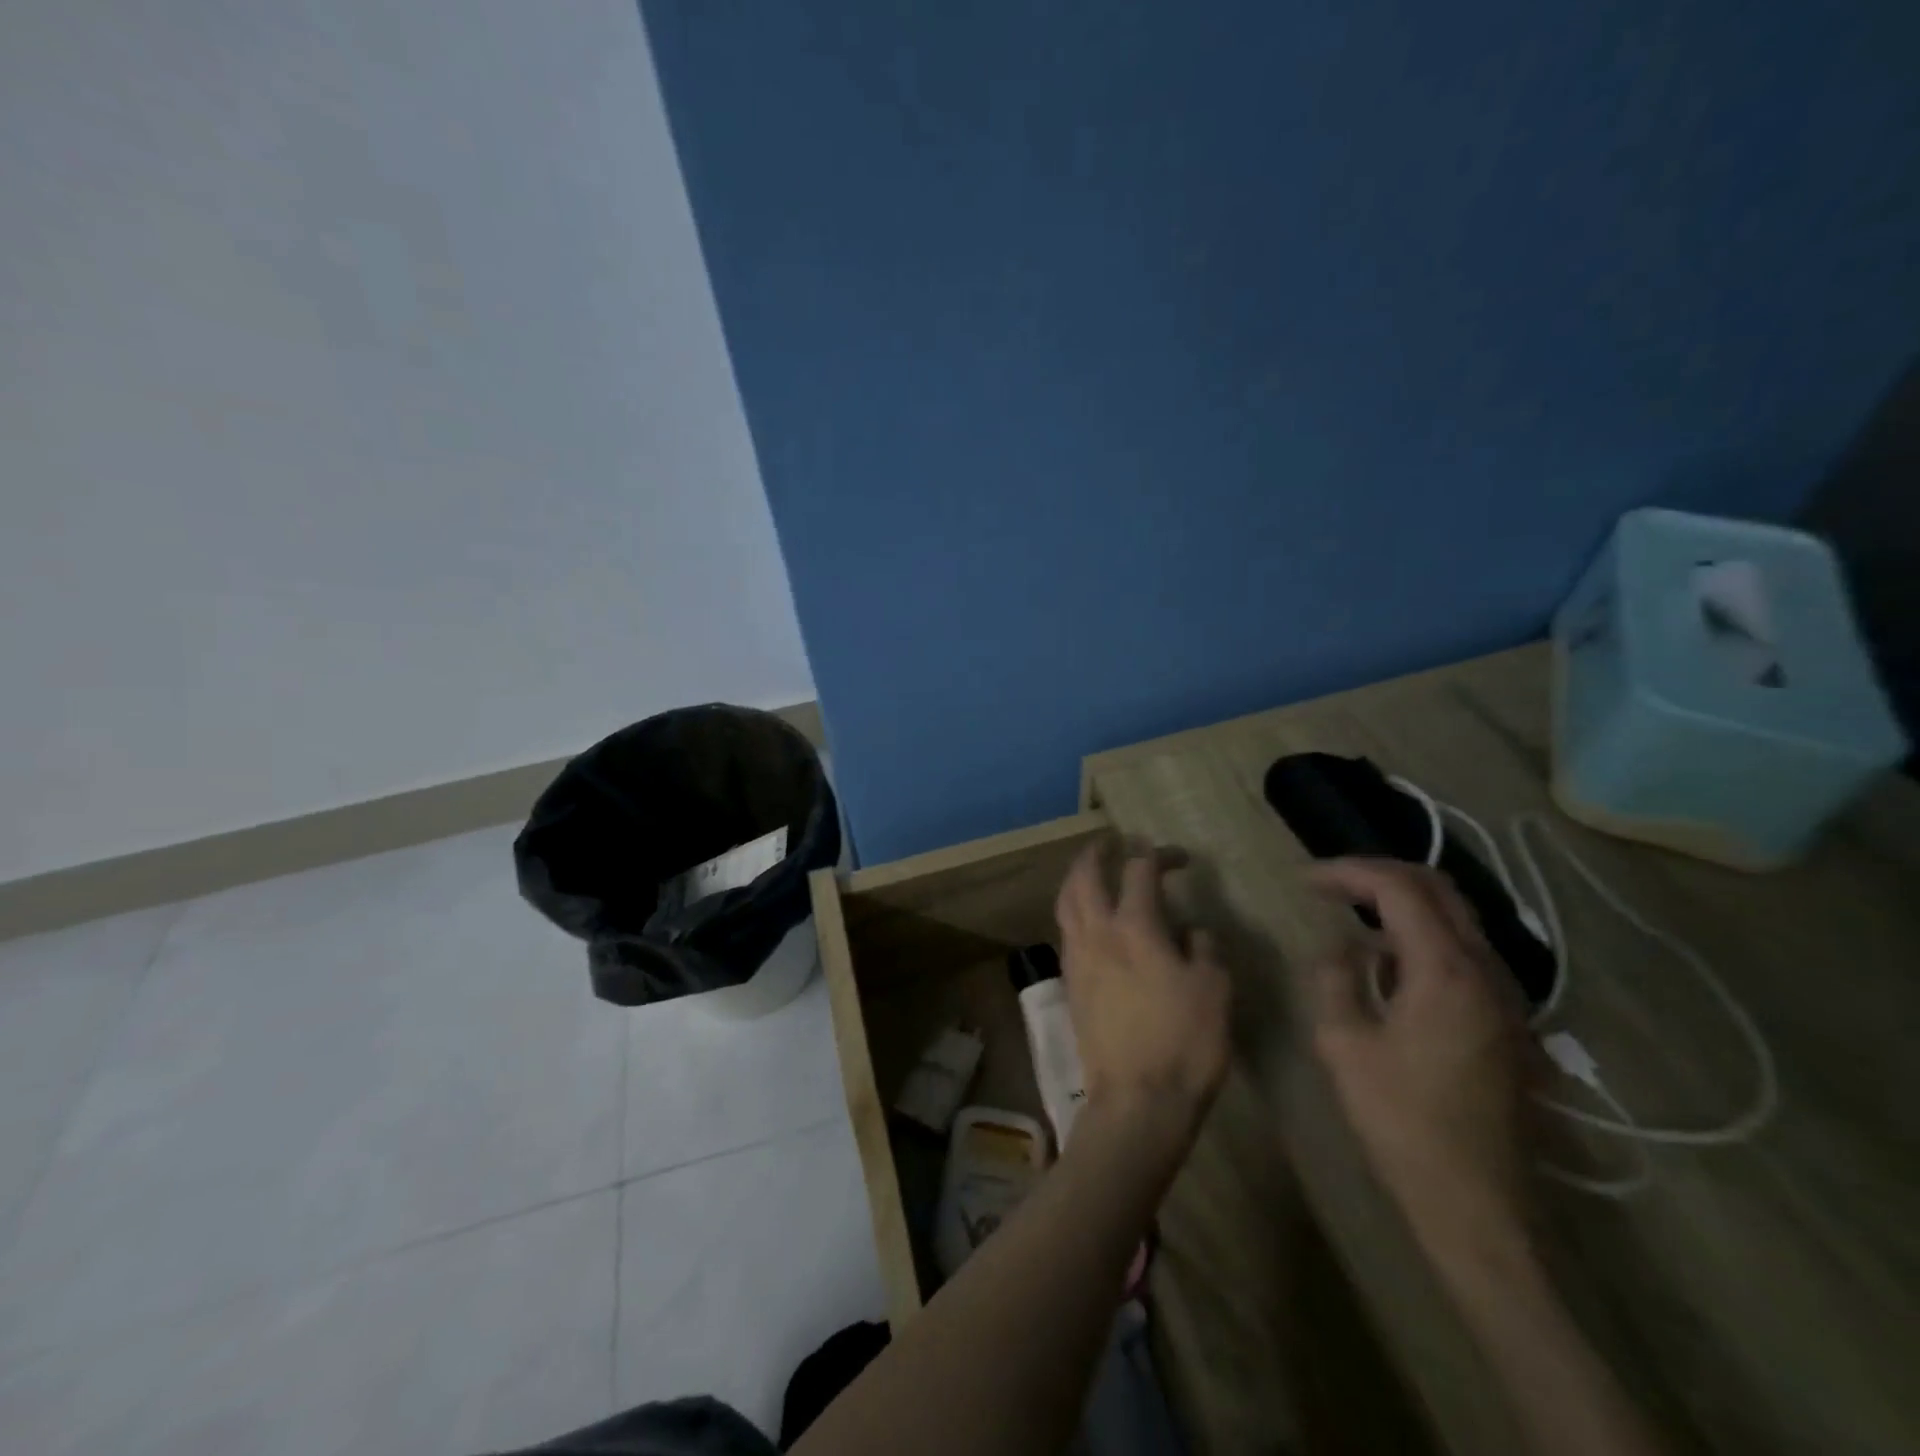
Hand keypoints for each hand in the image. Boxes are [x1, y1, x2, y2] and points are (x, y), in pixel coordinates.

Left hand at [1054, 838, 1230, 1149]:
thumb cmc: (1184, 1043)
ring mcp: (1077, 957)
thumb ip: (1203, 949)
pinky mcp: (1069, 983)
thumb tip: (1191, 930)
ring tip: (1092, 871)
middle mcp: (1097, 932)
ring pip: (1066, 901)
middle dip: (1097, 852)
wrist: (1136, 1102)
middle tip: (1113, 842)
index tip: (1179, 857)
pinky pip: (1065, 930)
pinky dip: (1073, 909)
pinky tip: (1088, 920)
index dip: (1159, 854)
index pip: (1140, 870)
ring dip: (1077, 877)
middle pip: (1084, 875)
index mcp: (1134, 927)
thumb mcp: (1215, 991)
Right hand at [1307, 858, 1532, 1250]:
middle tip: (1331, 884)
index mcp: (1444, 971)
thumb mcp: (1343, 1044)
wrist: (1478, 1206)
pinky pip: (1465, 953)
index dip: (1347, 872)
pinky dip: (1423, 937)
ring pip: (1457, 919)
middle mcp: (1486, 971)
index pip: (1398, 889)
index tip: (1305, 879)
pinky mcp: (1509, 1023)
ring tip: (1352, 915)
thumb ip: (1335, 980)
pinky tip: (1388, 965)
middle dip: (1379, 875)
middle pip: (1438, 889)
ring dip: (1403, 904)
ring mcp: (1506, 997)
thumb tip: (1340, 950)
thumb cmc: (1401, 1122)